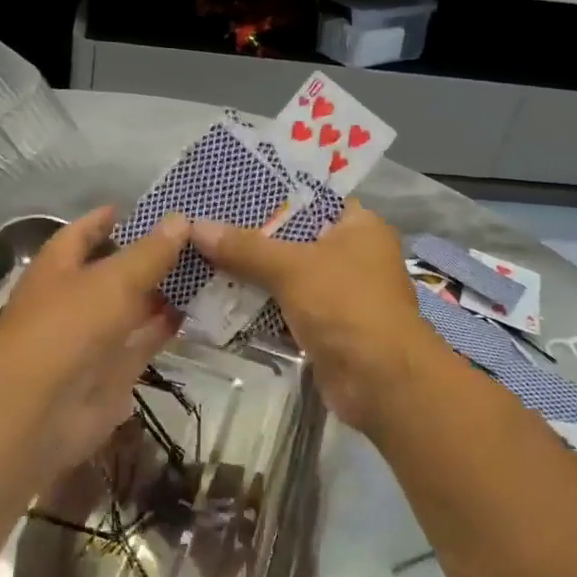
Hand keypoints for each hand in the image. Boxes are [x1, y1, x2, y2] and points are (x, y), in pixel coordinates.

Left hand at [0, 206, 188, 477]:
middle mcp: (76, 296)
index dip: (115, 218)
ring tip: (210, 267)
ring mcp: (95, 335)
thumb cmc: (68, 326)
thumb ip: (150, 252)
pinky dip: (169, 326)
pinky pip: (146, 340)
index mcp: (60, 265)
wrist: (40, 412)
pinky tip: (203, 308)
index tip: (155, 206)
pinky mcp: (115, 369)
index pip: (87, 230)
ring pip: (134, 305)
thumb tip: (180, 219)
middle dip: (152, 254)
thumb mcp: (114, 279)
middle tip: (200, 236)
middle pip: (116, 268)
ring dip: (165, 290)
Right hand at [192, 203, 436, 435]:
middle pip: (294, 238)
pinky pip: (286, 306)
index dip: (270, 195)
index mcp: (359, 225)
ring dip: (251, 274)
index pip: (310, 198)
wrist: (381, 382)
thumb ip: (245, 247)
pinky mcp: (326, 326)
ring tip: (201, 257)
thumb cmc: (346, 305)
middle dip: (252, 238)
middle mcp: (353, 254)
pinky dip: (259, 305)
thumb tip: (195, 226)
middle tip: (205, 225)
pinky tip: (219, 297)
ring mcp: (340, 292)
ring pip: (287, 274)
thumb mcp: (292, 268)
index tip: (226, 193)